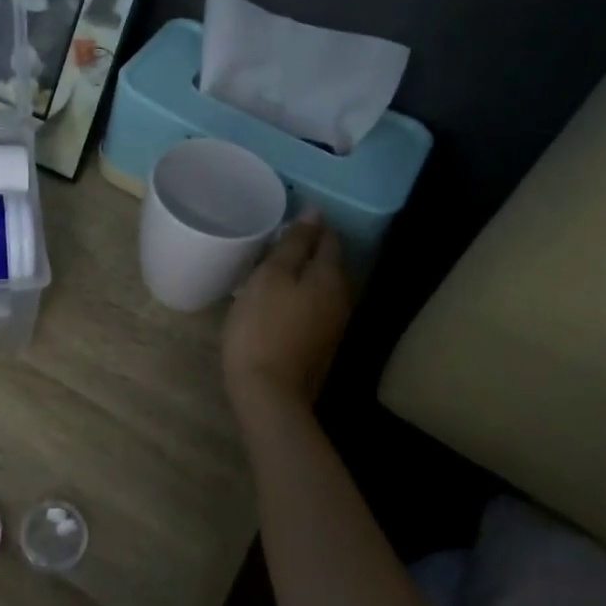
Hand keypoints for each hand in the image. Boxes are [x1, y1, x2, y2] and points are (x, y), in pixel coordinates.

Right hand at [223, 212, 351, 410]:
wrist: (269, 393)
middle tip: (278, 240)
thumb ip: (294, 244)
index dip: (312, 224)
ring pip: (324, 287)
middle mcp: (342, 298)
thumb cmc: (263, 327)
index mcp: (330, 277)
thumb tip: (314, 212)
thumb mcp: (271, 277)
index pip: (329, 238)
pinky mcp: (322, 345)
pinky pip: (316, 308)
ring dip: (305, 275)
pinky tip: (280, 300)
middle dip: (310, 249)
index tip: (287, 217)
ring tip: (276, 268)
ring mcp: (335, 325)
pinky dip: (302, 297)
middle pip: (331, 264)